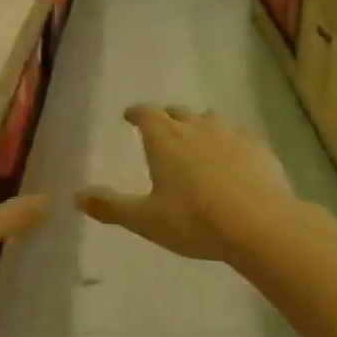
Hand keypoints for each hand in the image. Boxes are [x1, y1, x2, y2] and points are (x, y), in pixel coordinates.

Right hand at [76, 105, 295, 262]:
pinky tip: (234, 160)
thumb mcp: (146, 220)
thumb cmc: (195, 221)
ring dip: (200, 126)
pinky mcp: (259, 148)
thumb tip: (76, 196)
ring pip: (211, 120)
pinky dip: (230, 144)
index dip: (136, 112)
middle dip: (167, 118)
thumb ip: (111, 207)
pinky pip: (240, 137)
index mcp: (166, 139)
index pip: (146, 113)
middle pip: (178, 112)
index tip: (130, 116)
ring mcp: (231, 134)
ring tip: (198, 141)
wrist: (260, 224)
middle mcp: (197, 127)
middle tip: (162, 130)